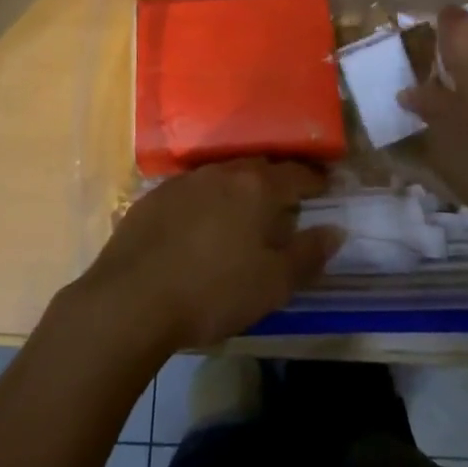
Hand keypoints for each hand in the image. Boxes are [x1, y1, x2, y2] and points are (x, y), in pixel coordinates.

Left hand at [75, 159, 342, 351]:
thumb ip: (308, 254)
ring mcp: (186, 181)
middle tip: (288, 197)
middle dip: (278, 179)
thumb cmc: (214, 292)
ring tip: (247, 209)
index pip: (296, 174)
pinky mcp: (156, 196)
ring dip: (241, 188)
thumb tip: (336, 229)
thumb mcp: (273, 284)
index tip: (325, 186)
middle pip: (260, 168)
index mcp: (257, 188)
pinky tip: (203, 222)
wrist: (132, 298)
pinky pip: (194, 189)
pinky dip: (208, 200)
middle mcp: (223, 173)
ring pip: (225, 175)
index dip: (315, 179)